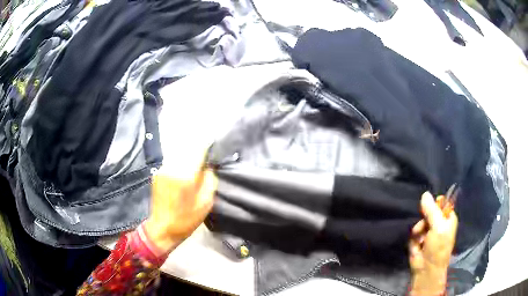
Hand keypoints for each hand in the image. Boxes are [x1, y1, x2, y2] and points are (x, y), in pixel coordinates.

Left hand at [144, 153, 216, 253]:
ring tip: (194, 167)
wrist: (163, 228)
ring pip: (179, 154)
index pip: (199, 149)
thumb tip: (209, 165)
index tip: (213, 148)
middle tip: (204, 161)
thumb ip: (210, 179)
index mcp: (186, 175)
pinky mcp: (157, 173)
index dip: (207, 146)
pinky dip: (180, 163)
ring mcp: (162, 169)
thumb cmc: (187, 219)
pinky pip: (172, 161)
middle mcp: (172, 167)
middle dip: (198, 152)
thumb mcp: (206, 203)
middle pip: (188, 148)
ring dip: (188, 157)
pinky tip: (183, 174)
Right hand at [409, 192, 457, 294]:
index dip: (435, 204)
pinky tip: (416, 246)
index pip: (442, 203)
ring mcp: (428, 232)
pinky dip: (414, 239)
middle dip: (423, 219)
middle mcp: (439, 223)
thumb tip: (425, 194)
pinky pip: (414, 232)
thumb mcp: (438, 227)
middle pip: (428, 211)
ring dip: (418, 231)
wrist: (426, 269)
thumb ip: (431, 211)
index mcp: (448, 218)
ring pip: (419, 222)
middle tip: (423, 227)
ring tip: (419, 240)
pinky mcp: (419, 239)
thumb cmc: (437, 248)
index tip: (428, 208)